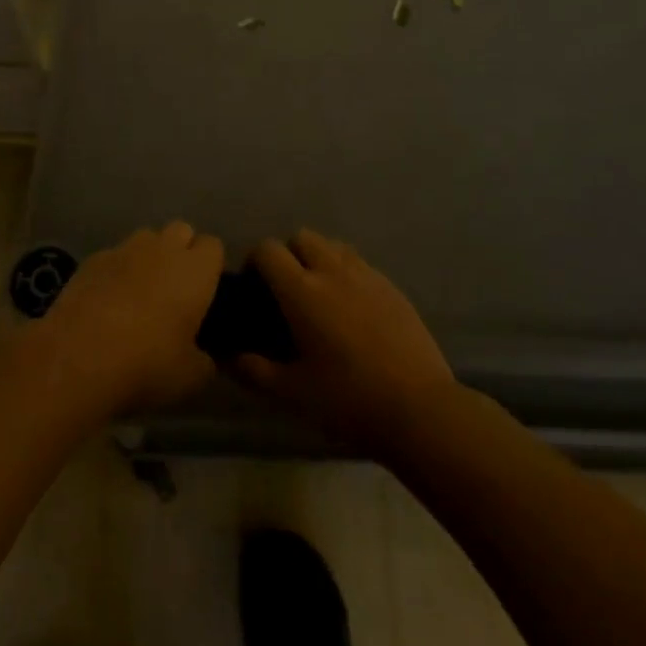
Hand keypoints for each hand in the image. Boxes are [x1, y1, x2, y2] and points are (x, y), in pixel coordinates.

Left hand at [40, 222, 225, 415]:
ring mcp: (124, 250)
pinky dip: (117, 271)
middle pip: (181, 231)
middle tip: (176, 291)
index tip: (206, 293)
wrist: (78, 359)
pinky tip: (108, 302)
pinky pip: (114, 255)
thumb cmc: (146, 365)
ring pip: (146, 238)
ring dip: (150, 257)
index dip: (211, 266)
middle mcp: (163, 249)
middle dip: (182, 252)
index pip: (214, 245)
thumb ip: (207, 360)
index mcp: (195, 270)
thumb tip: (207, 356)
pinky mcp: (92, 259)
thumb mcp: (191, 377)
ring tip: (141, 293)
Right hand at [233, 230, 454, 458]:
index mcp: (301, 291)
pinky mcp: (391, 286)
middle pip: (301, 237)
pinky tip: (352, 308)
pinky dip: (347, 272)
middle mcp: (332, 271)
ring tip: (320, 293)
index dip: (255, 261)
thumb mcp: (292, 393)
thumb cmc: (347, 400)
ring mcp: (366, 275)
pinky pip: (360, 263)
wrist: (418, 408)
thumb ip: (255, 370)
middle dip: (288, 254)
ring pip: (333, 245)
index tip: (254, 287)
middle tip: (287, 291)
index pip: (268, 250)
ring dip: (319, 258)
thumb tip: (228, 357)